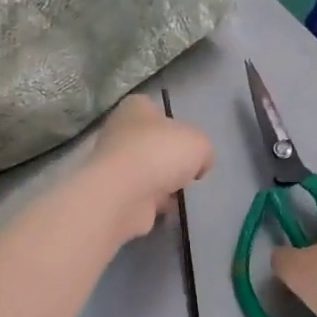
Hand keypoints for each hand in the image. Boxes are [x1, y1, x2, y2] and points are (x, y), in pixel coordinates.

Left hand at [83, 94, 212, 243]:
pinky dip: (154, 203)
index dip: (175, 125)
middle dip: (170, 159)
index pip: (155, 109)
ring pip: (146, 171)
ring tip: (179, 192)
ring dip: (163, 183)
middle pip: (152, 143)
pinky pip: (141, 195)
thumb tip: (198, 165)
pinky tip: (168, 208)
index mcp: (135, 108)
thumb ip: (203, 150)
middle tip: (188, 171)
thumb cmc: (160, 153)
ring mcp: (114, 164)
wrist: (124, 194)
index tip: (188, 143)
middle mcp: (119, 132)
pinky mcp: (114, 192)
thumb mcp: (199, 143)